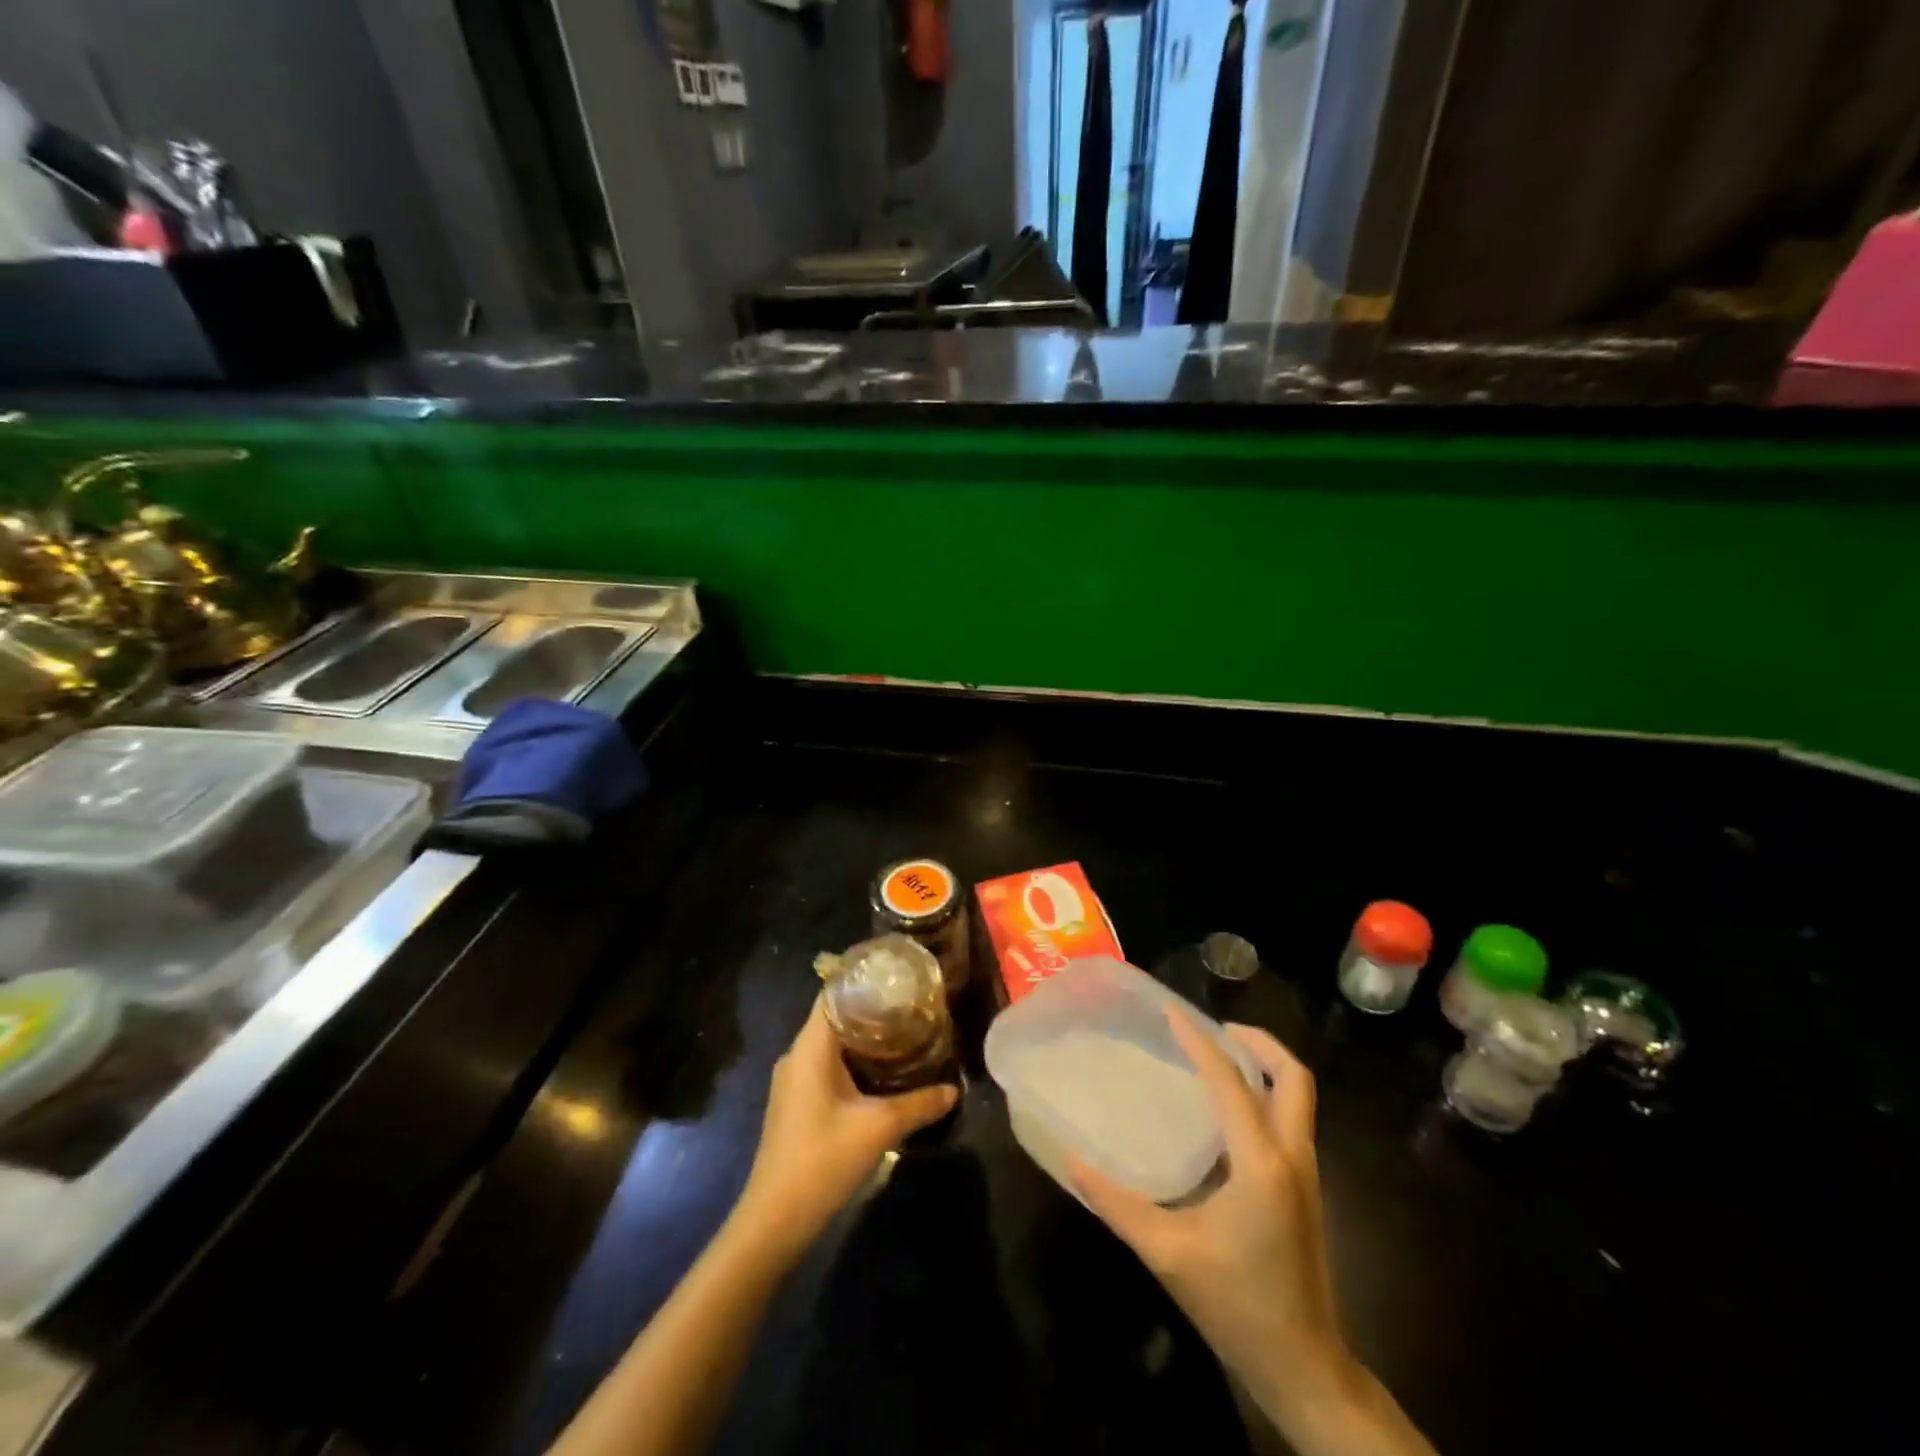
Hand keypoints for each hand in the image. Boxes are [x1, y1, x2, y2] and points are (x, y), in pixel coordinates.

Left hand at [733, 996, 956, 1263]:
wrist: (775, 1219)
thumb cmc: (823, 1159)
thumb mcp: (879, 1127)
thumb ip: (919, 1104)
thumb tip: (955, 1089)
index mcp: (810, 1047)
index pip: (834, 995)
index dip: (865, 982)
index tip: (899, 979)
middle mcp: (797, 1055)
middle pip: (836, 1017)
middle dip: (873, 1011)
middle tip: (913, 1007)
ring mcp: (793, 1080)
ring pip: (832, 1044)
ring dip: (864, 1040)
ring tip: (905, 1034)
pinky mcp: (796, 1103)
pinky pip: (826, 1066)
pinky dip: (854, 1061)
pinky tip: (882, 1073)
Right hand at [1068, 1012, 1349, 1421]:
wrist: (1301, 1366)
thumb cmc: (1233, 1304)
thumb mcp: (1165, 1252)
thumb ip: (1115, 1201)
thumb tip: (1070, 1158)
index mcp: (1259, 1164)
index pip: (1231, 1081)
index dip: (1200, 1041)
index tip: (1171, 1012)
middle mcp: (1291, 1157)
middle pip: (1293, 1077)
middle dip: (1257, 1042)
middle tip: (1213, 1029)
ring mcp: (1306, 1173)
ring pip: (1299, 1097)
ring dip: (1265, 1066)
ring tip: (1218, 1056)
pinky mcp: (1306, 1189)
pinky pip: (1291, 1119)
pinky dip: (1265, 1094)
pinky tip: (1227, 1108)